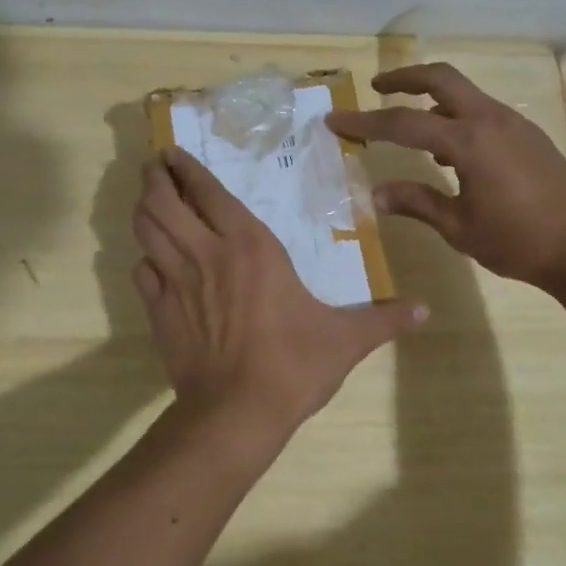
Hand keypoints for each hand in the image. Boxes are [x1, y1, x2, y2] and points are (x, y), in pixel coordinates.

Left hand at [131, 147, 426, 433]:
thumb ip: (383, 319)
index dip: (187, 167)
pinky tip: (151, 260)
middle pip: (163, 200)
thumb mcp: (345, 339)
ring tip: (147, 198)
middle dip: (154, 178)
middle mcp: (206, 252)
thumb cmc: (293, 364)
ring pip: (145, 229)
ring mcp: (175, 280)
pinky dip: (143, 259)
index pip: (208, 191)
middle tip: (153, 167)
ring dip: (143, 208)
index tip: (174, 153)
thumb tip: (425, 311)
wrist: (236, 412)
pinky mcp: (157, 311)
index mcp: (250, 245)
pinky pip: (141, 272)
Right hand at [326, 62, 565, 289]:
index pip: (404, 123)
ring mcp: (514, 124)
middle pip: (441, 78)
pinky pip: (482, 112)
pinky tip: (449, 152)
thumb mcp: (460, 228)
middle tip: (378, 88)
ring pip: (464, 92)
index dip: (365, 121)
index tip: (336, 120)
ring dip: (432, 96)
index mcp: (468, 141)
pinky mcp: (528, 135)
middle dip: (404, 77)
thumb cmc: (520, 241)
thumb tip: (376, 194)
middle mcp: (490, 120)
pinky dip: (456, 116)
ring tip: (409, 122)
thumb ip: (417, 203)